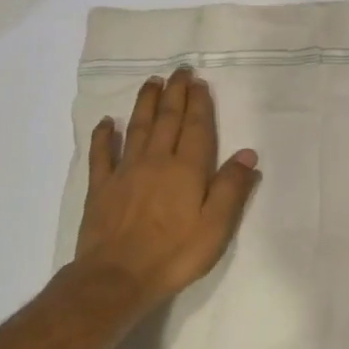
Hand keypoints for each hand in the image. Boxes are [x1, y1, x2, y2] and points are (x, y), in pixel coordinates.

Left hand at [68, 66, 259, 316]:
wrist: (117, 277)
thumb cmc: (174, 254)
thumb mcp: (216, 226)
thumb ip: (231, 188)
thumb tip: (248, 154)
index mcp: (187, 169)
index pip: (196, 127)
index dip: (199, 104)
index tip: (199, 83)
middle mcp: (156, 161)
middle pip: (167, 119)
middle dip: (175, 93)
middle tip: (179, 70)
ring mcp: (125, 172)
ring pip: (137, 128)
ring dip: (145, 103)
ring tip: (152, 82)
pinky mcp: (101, 188)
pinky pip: (101, 154)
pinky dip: (104, 135)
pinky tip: (107, 122)